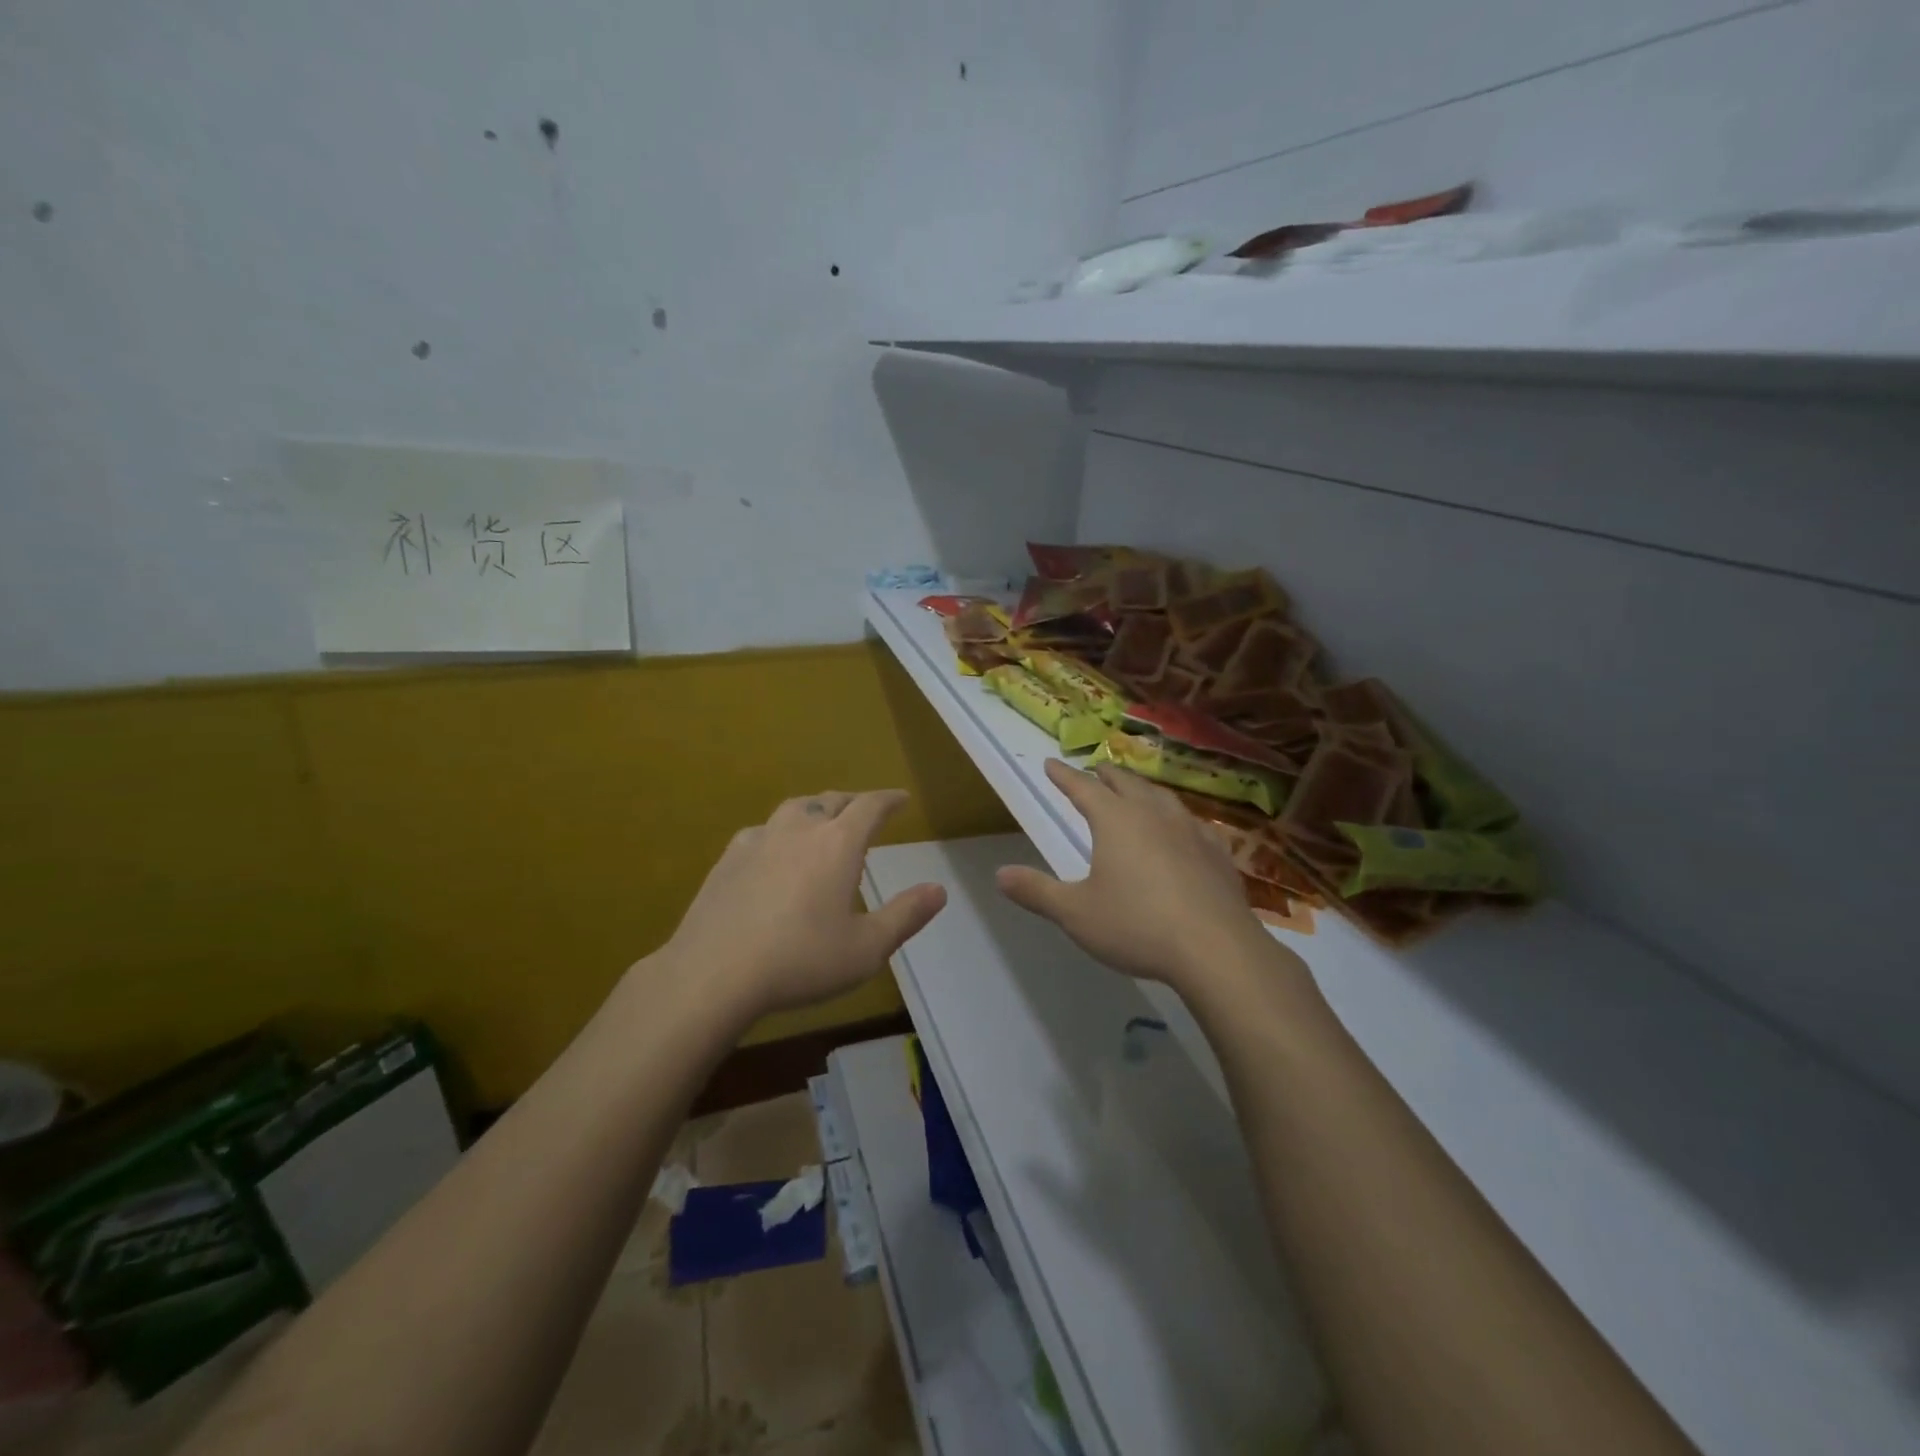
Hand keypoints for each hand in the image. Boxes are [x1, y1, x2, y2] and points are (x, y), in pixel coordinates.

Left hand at [655, 790, 946, 1018]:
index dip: (889, 800)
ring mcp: (759, 840)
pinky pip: (761, 831)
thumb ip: (905, 916)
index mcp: (838, 844)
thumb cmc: (800, 960)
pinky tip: (773, 850)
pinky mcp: (728, 859)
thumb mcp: (866, 948)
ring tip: (821, 821)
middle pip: (831, 801)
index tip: (901, 798)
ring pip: (794, 809)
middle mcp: (799, 830)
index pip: (870, 807)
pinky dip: (778, 832)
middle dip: (853, 802)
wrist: (714, 973)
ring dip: (815, 809)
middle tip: (864, 810)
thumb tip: (939, 890)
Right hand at [996, 760, 1272, 991]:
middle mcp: (1153, 815)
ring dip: (1143, 789)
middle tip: (1096, 770)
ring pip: (1162, 797)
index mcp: (1116, 821)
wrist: (1216, 949)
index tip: (1051, 764)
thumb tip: (1000, 875)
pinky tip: (1184, 830)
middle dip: (1106, 776)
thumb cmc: (1137, 926)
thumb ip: (1037, 891)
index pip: (1083, 788)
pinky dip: (1178, 818)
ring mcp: (1191, 831)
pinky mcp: (1217, 854)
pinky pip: (1193, 823)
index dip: (1064, 776)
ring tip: (1137, 791)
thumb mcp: (1076, 914)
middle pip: (1126, 784)